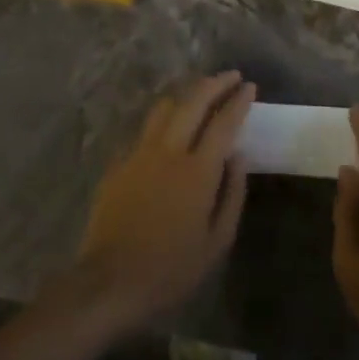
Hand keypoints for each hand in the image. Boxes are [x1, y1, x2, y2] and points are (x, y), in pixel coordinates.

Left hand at [72, 71, 254, 332]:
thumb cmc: (171, 269)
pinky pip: (144, 131)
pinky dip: (162, 121)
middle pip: (193, 102)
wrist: (109, 283)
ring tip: (200, 95)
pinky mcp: (118, 165)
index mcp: (198, 171)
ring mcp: (139, 154)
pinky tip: (168, 131)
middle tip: (231, 76)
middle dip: (214, 84)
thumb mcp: (217, 242)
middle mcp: (168, 152)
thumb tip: (238, 157)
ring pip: (164, 108)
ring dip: (186, 95)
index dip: (238, 101)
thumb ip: (232, 194)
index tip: (250, 86)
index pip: (223, 123)